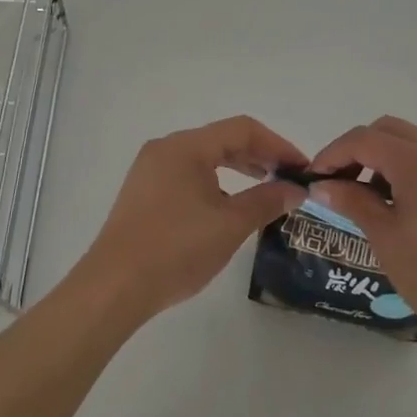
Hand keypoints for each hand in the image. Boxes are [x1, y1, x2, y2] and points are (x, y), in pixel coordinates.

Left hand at [72, 116, 306, 322]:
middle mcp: (165, 149)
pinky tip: (228, 208)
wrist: (114, 287)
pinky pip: (187, 176)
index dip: (278, 145)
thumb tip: (296, 189)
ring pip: (204, 159)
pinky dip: (215, 184)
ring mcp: (150, 171)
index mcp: (186, 146)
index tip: (302, 168)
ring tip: (265, 192)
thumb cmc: (176, 249)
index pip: (242, 129)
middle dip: (259, 157)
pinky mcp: (143, 194)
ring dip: (237, 170)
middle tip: (289, 180)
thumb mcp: (230, 225)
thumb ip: (266, 201)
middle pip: (222, 140)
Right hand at [307, 116, 416, 359]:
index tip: (316, 178)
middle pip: (391, 130)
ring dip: (391, 156)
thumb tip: (323, 184)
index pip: (363, 139)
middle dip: (361, 148)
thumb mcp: (384, 238)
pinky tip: (415, 204)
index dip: (333, 153)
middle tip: (343, 181)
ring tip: (377, 194)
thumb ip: (352, 200)